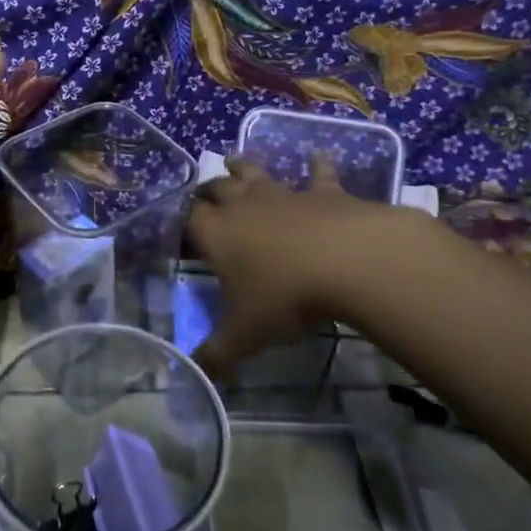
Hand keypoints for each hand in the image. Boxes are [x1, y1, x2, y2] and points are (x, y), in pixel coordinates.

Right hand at [186, 156, 407, 381]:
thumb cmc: (286, 296)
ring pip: (255, 172)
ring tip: (234, 160)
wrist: (350, 262)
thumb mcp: (245, 335)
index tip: (179, 233)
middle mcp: (243, 206)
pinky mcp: (324, 192)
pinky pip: (318, 173)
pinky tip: (319, 156)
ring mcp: (284, 194)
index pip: (187, 220)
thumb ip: (217, 355)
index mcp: (216, 234)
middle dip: (206, 191)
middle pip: (215, 188)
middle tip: (203, 197)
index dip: (181, 224)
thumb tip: (196, 374)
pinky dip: (317, 165)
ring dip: (242, 167)